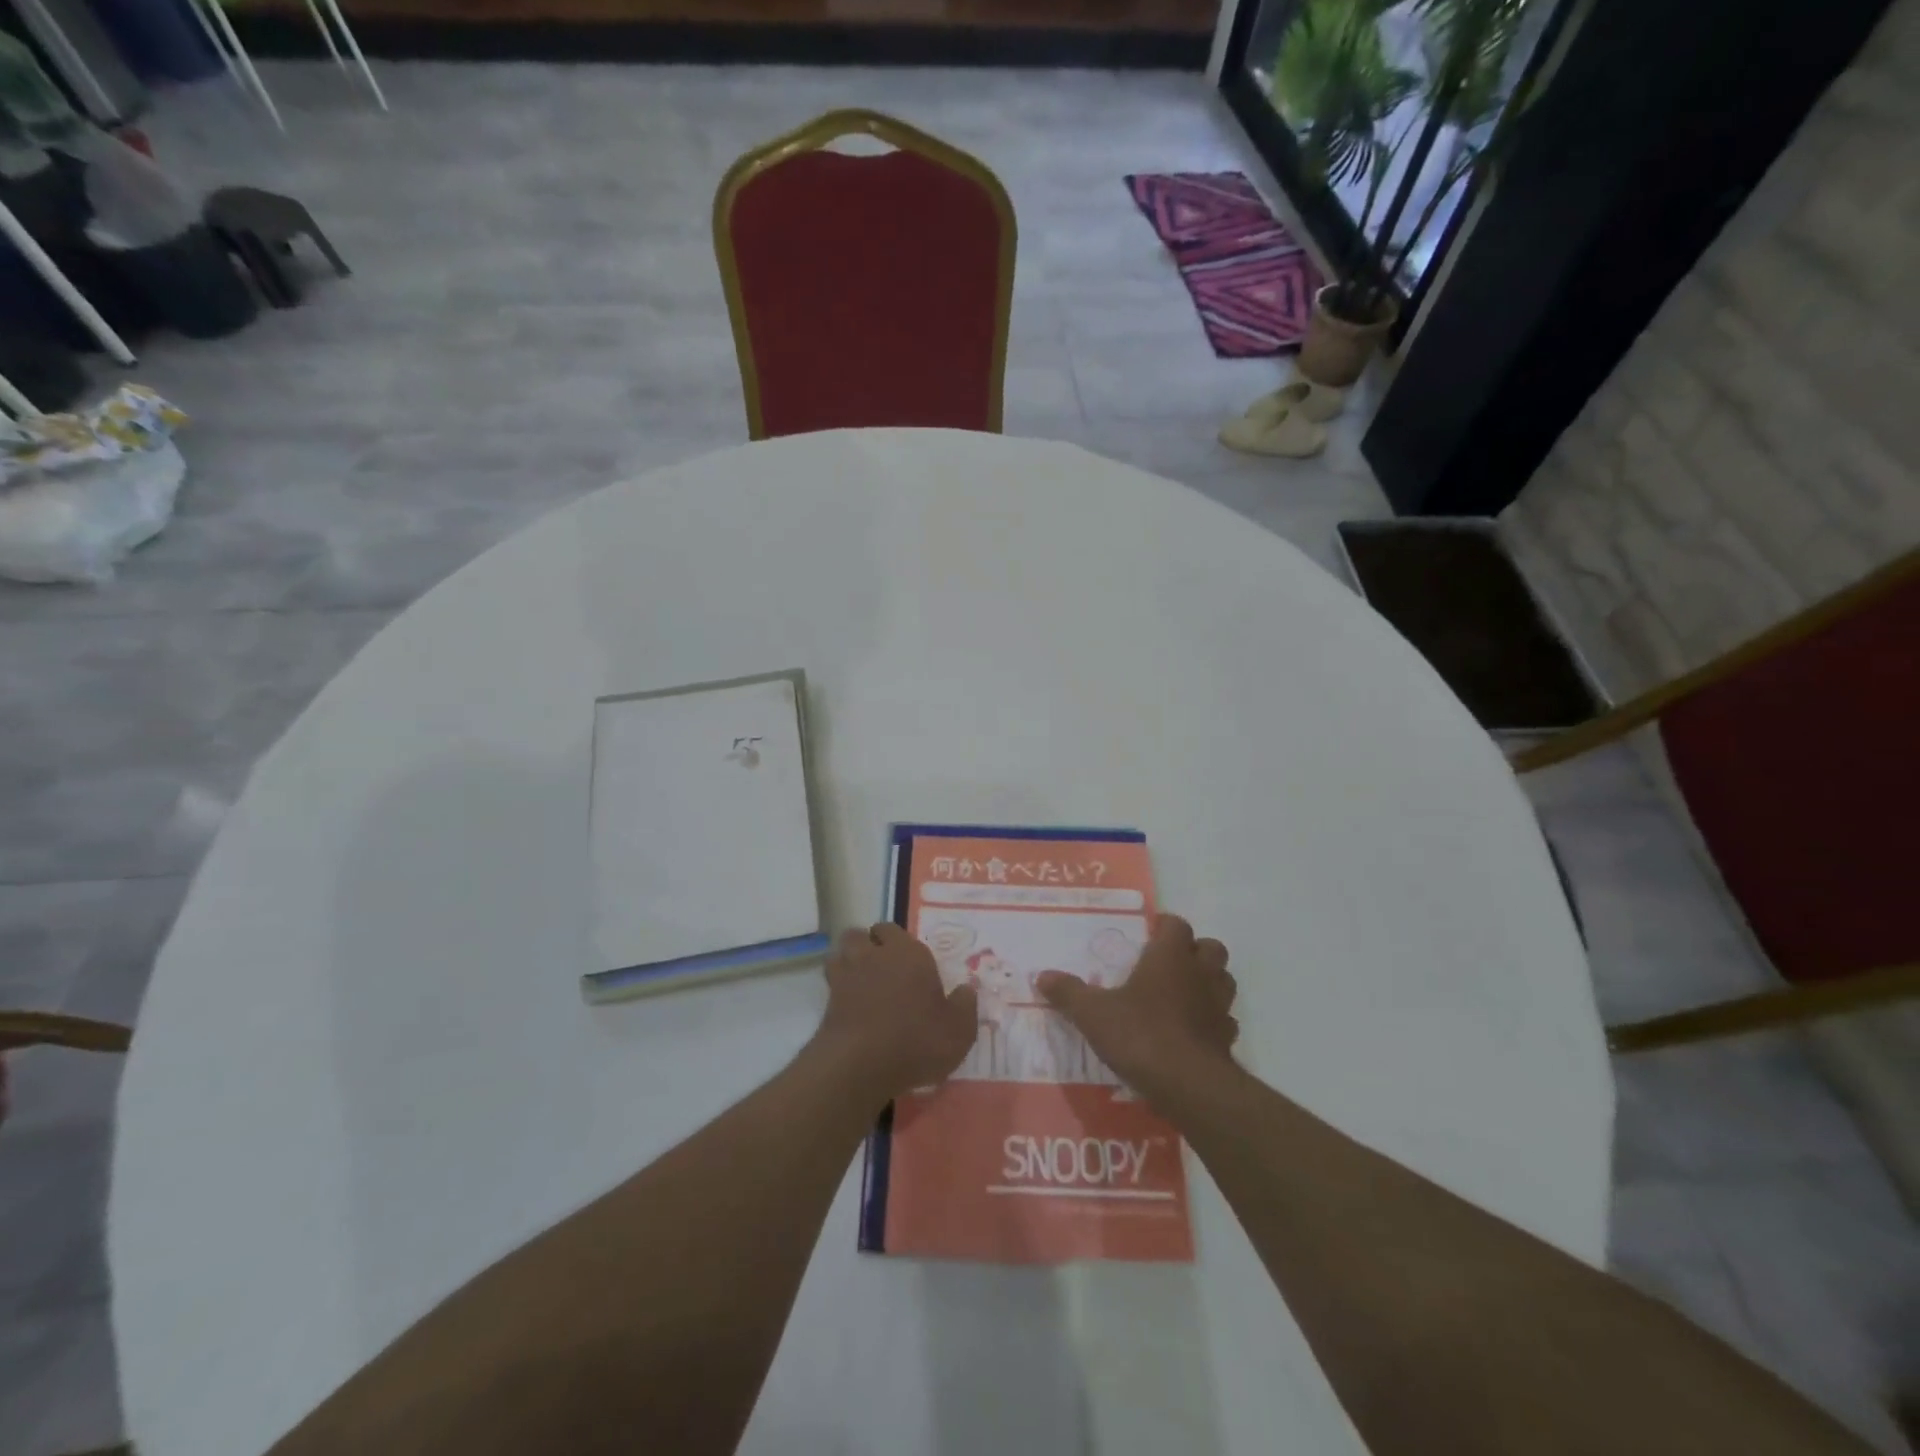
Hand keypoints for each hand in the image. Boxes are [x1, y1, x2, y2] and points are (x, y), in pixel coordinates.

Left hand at [813, 924, 977, 1103]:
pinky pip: (831, 982)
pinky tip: (850, 1005)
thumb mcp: (958, 1031)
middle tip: (882, 968)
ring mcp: (846, 976)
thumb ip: (964, 1006)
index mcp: (908, 953)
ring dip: (848, 961)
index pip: (892, 930)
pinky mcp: (827, 1001)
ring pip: (841, 953)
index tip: (907, 962)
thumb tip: (967, 989)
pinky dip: (838, 987)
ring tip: (862, 982)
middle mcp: (874, 955)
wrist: (860, 1065)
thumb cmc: (916, 1041)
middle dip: (868, 945)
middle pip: (860, 935)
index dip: (896, 942)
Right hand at [1036, 913, 1237, 1102]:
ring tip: (1184, 994)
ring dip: (1209, 982)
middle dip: (1194, 951)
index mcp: (1170, 956)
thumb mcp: (1092, 1013)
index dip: (1165, 926)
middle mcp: (1200, 974)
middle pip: (1211, 948)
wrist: (1188, 1086)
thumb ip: (1069, 993)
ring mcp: (1219, 1007)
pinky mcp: (1227, 1040)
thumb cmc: (1140, 1034)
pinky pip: (1224, 1021)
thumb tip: (1042, 976)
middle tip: (1169, 963)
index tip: (1149, 935)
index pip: (1177, 925)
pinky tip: (1193, 1032)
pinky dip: (1212, 1021)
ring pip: (1224, 981)